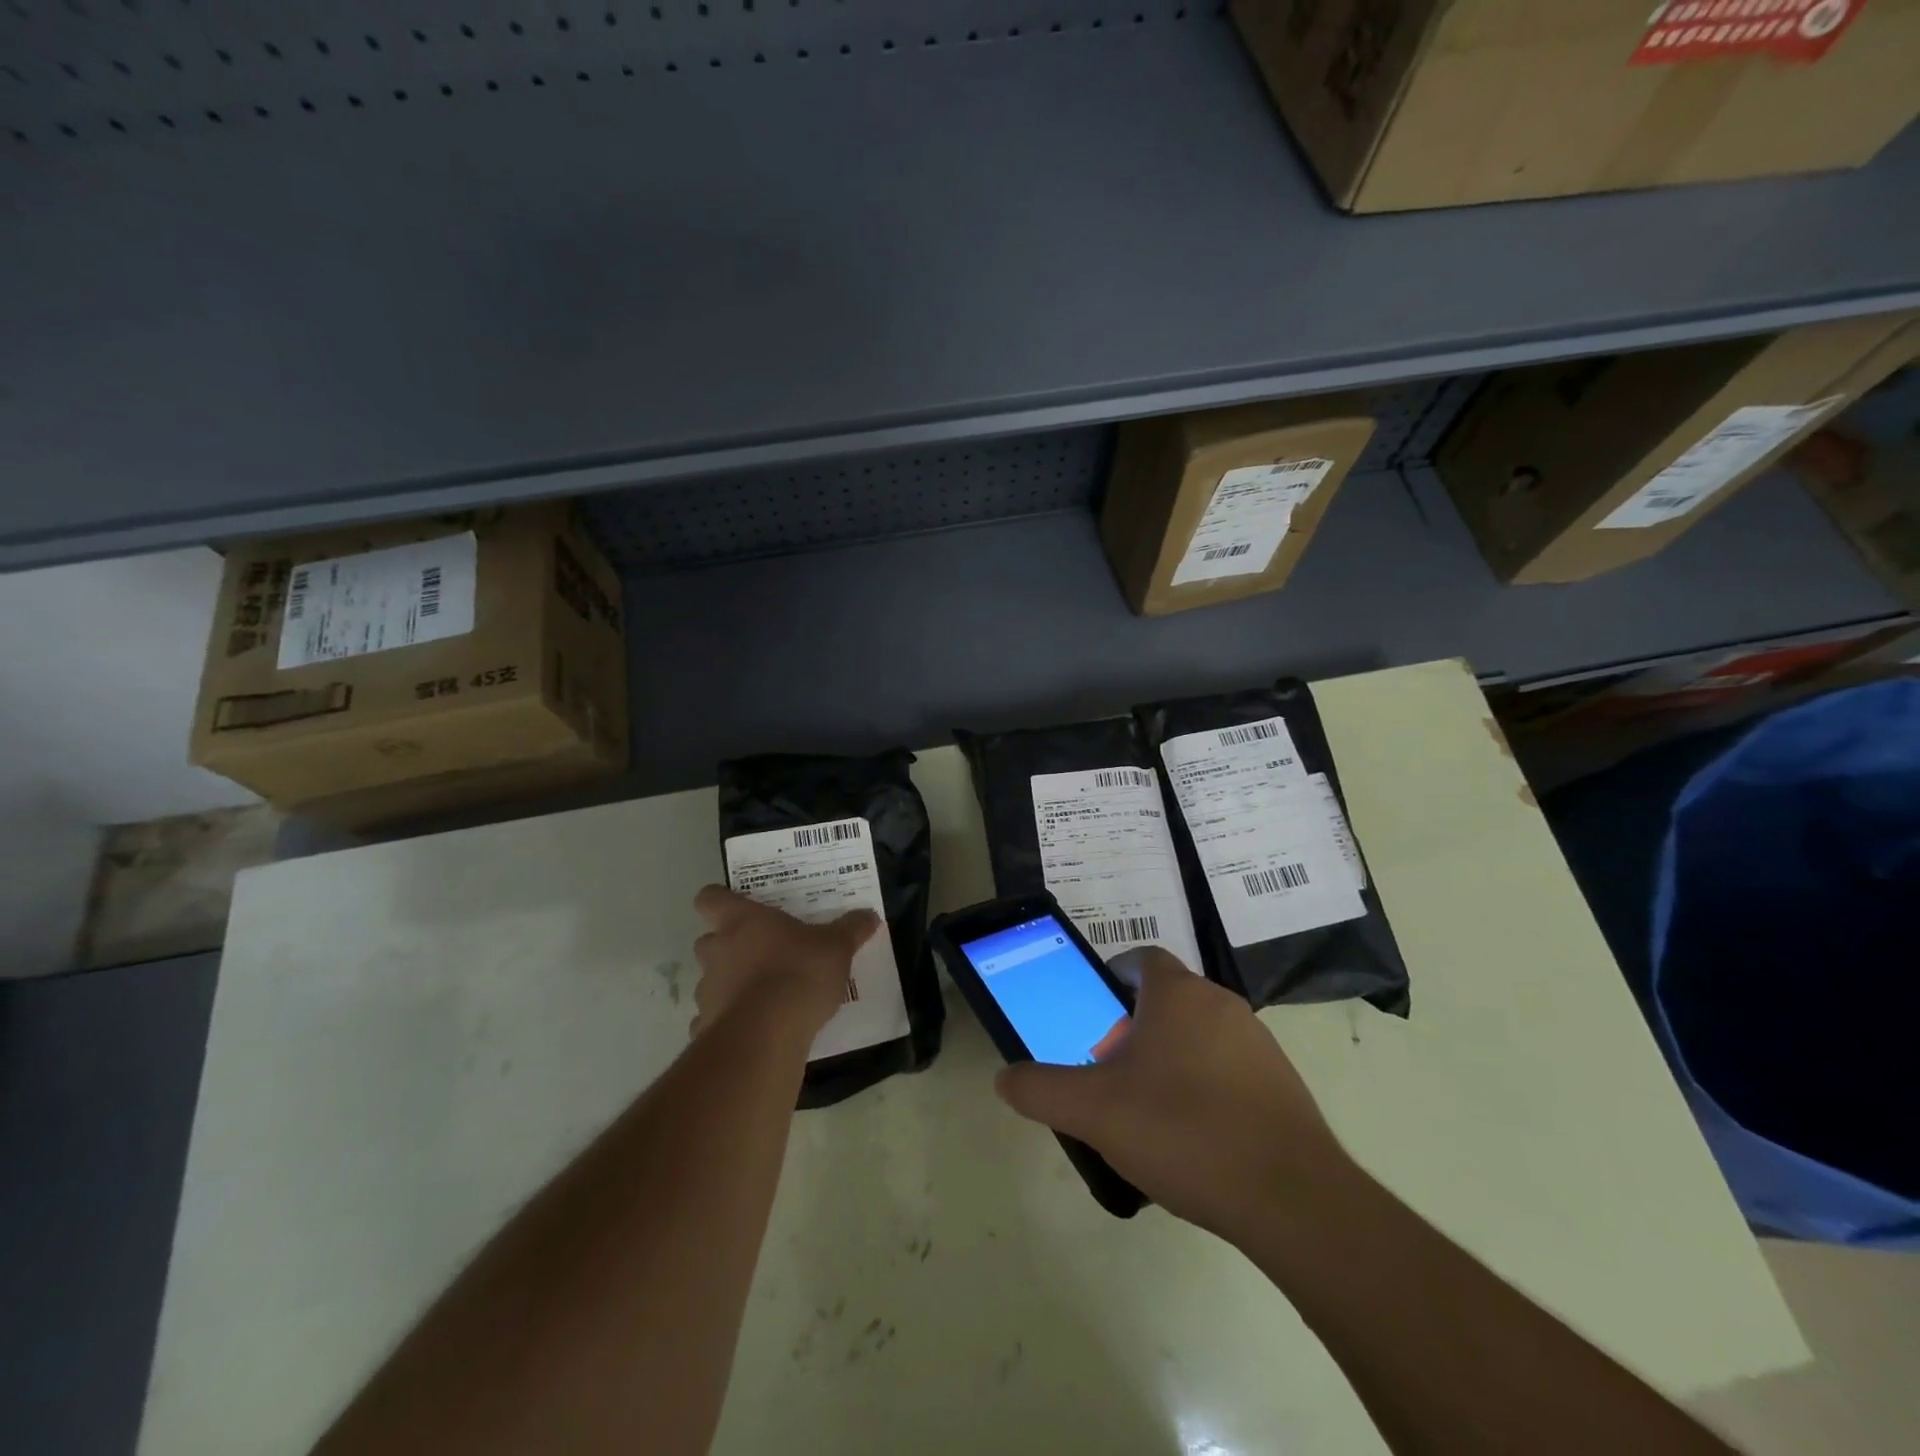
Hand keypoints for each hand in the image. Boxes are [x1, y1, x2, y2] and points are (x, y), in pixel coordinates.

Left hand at [690, 885, 880, 1041]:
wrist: (767, 1034)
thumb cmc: (799, 973)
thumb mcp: (836, 947)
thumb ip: (851, 929)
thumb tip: (869, 915)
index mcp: (741, 921)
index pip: (709, 897)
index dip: (718, 899)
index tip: (737, 906)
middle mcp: (716, 950)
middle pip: (707, 939)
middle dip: (727, 946)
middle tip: (760, 952)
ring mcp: (707, 990)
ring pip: (711, 980)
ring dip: (729, 984)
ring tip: (762, 995)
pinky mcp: (706, 1026)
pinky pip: (713, 1019)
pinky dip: (729, 1021)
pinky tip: (754, 1029)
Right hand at [995, 947, 1353, 1242]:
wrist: (1291, 1198)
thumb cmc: (1184, 1131)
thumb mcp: (1094, 1112)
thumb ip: (1041, 1090)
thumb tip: (1005, 1078)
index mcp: (1177, 994)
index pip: (1140, 960)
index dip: (1111, 981)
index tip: (1094, 1020)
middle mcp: (1221, 1003)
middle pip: (1166, 1000)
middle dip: (1135, 1029)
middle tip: (1111, 1074)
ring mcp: (1258, 1042)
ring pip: (1199, 1035)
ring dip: (1172, 1059)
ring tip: (1150, 1114)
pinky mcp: (1283, 1083)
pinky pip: (1231, 1069)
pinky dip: (1207, 1089)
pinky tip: (1195, 1140)